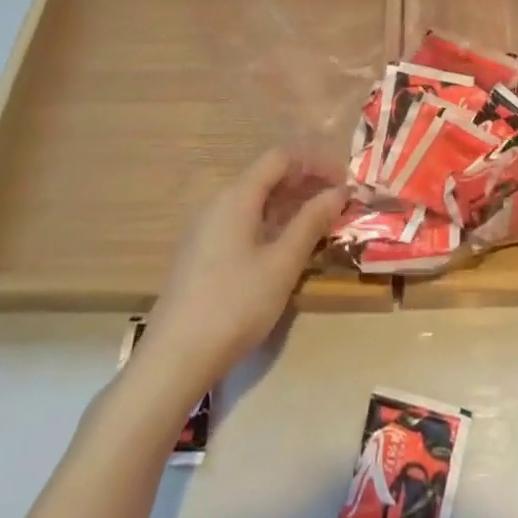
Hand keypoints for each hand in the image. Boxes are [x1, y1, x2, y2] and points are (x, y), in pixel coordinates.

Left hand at [139, 149, 346, 391]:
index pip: (280, 157)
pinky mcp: (200, 254)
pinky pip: (242, 222)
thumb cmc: (235, 305)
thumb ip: (311, 222)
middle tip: (338, 204)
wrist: (174, 360)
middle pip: (266, 176)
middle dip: (305, 183)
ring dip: (289, 205)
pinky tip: (285, 248)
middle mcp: (218, 203)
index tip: (343, 182)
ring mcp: (205, 229)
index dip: (315, 162)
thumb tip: (339, 191)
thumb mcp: (282, 264)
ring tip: (319, 225)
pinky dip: (270, 223)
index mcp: (237, 196)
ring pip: (254, 201)